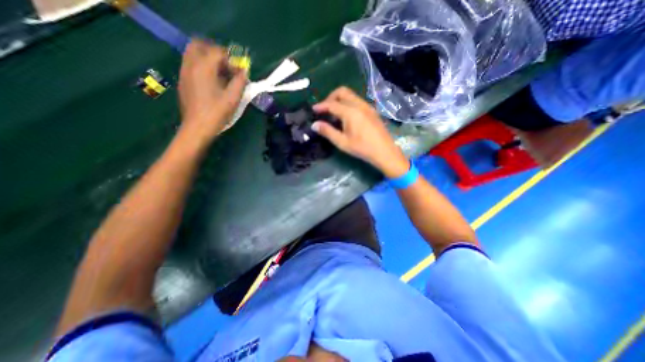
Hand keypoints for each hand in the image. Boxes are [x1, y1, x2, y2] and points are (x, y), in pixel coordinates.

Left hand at [177, 39, 247, 144]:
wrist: (197, 127)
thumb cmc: (217, 113)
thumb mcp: (233, 98)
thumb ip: (240, 82)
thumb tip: (244, 72)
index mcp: (204, 67)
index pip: (218, 52)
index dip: (232, 60)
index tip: (239, 73)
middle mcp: (190, 65)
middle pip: (200, 45)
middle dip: (216, 52)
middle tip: (227, 66)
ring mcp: (184, 72)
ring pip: (193, 54)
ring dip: (208, 59)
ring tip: (221, 75)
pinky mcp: (183, 81)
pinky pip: (191, 64)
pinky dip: (202, 66)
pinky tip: (212, 82)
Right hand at [312, 87, 406, 177]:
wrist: (384, 151)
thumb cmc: (362, 148)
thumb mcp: (342, 142)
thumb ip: (328, 131)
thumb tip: (315, 124)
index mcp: (350, 112)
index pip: (332, 104)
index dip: (321, 106)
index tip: (313, 109)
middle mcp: (359, 105)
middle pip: (342, 92)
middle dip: (331, 97)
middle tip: (325, 109)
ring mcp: (367, 106)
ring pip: (351, 95)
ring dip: (340, 100)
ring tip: (334, 113)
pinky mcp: (372, 110)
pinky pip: (357, 100)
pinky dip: (348, 103)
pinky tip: (347, 116)